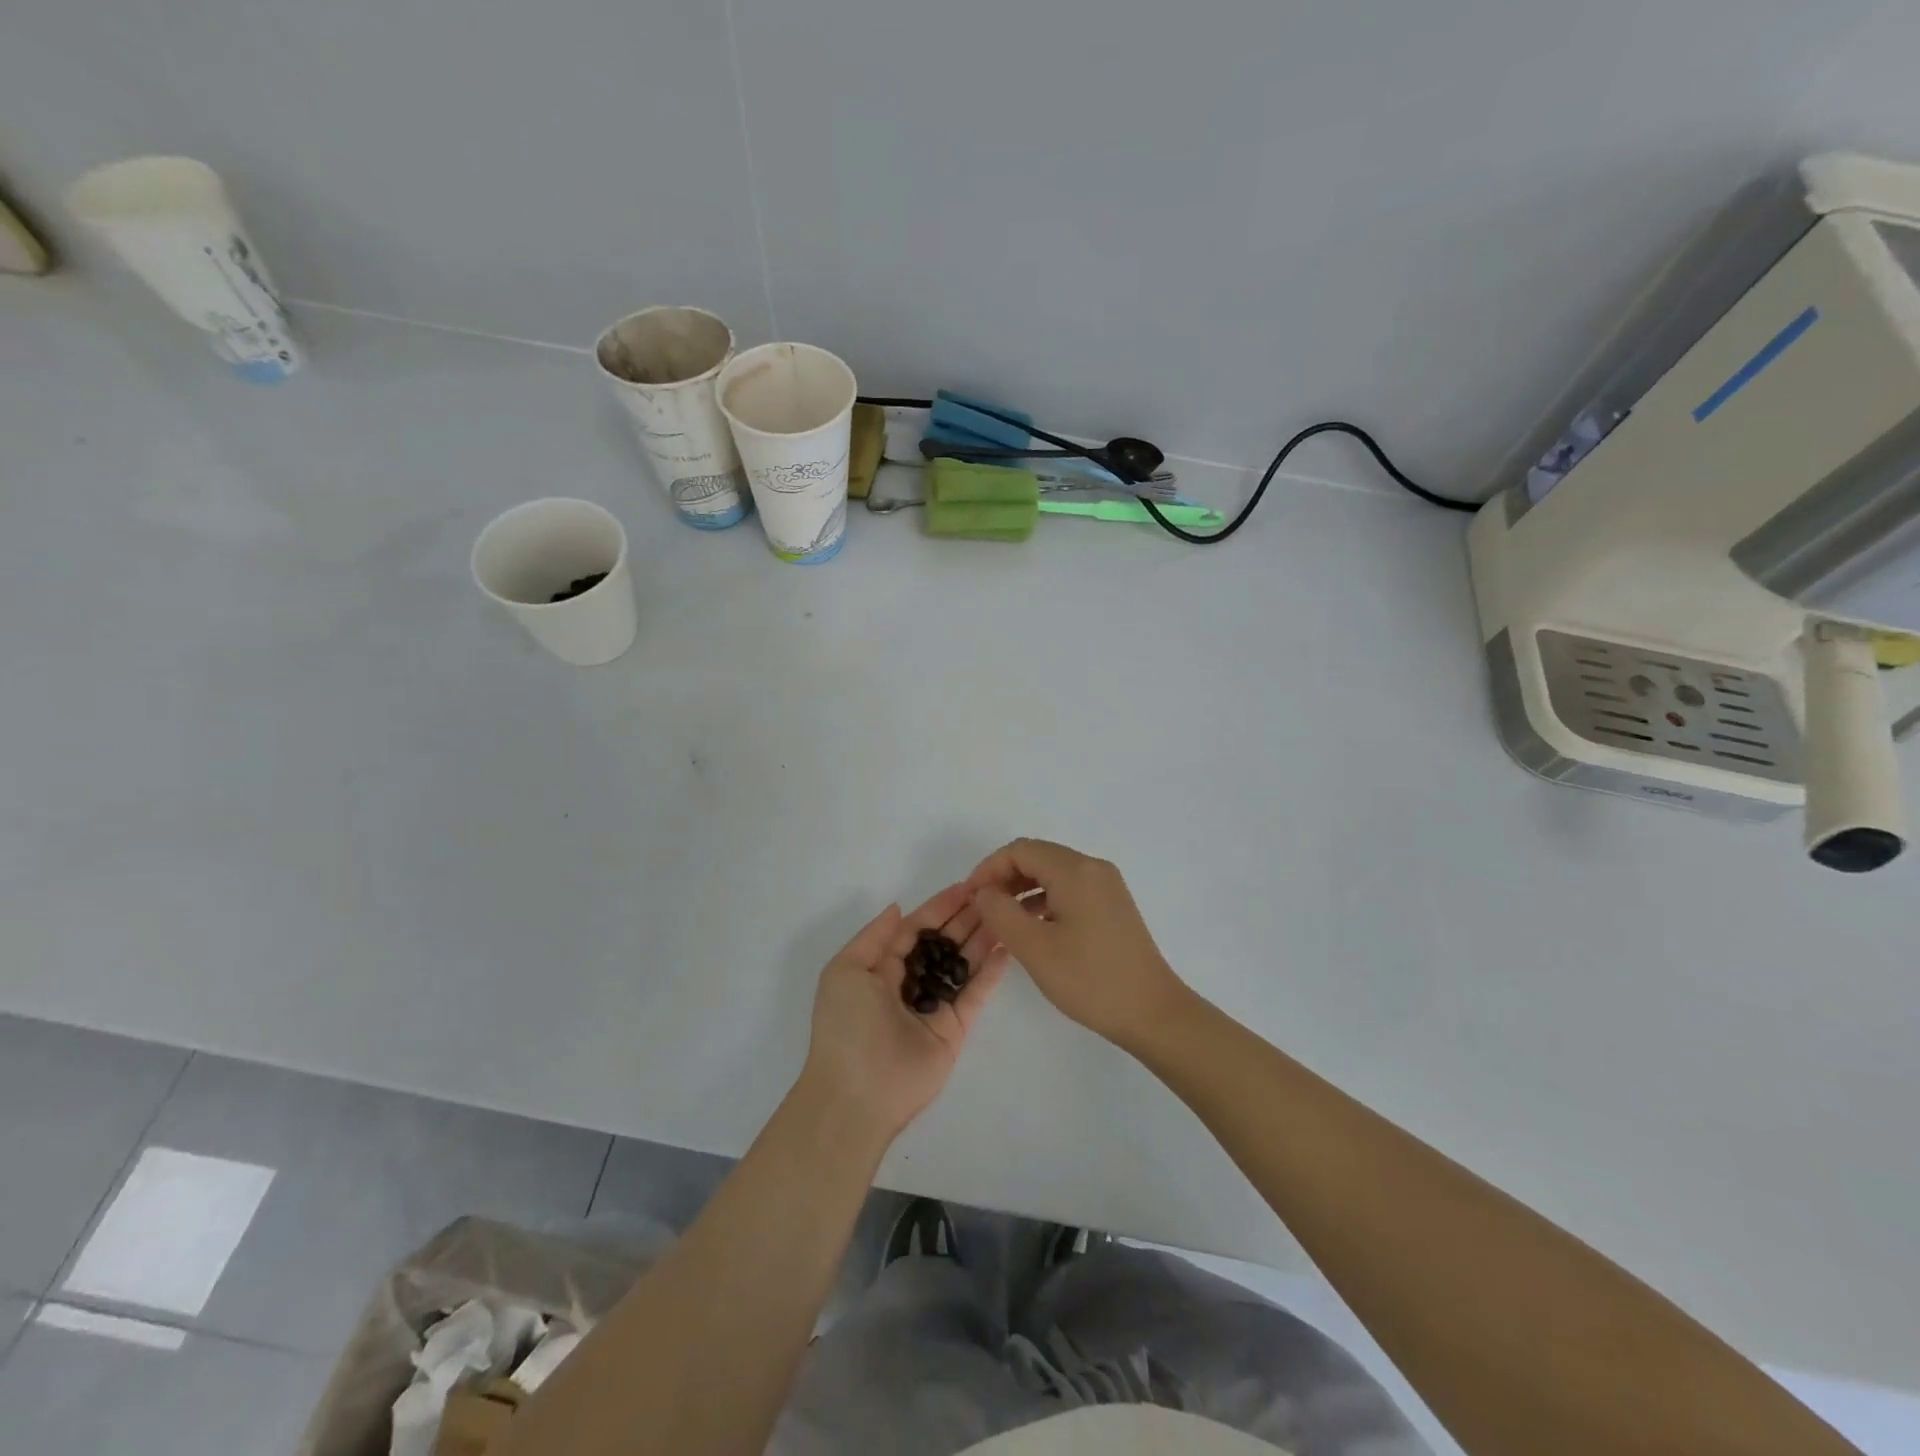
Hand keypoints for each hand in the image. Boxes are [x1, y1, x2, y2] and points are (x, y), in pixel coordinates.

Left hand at [800, 884, 1010, 1144]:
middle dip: (965, 918)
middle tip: (995, 895)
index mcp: (881, 968)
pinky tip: (1006, 947)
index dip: (939, 907)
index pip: (916, 929)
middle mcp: (909, 983)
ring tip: (1005, 913)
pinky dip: (990, 972)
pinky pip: (974, 994)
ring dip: (981, 938)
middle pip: (943, 943)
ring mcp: (934, 1006)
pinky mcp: (954, 1029)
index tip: (966, 886)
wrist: (856, 1095)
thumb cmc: (846, 1025)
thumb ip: (875, 936)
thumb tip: (898, 907)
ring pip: (962, 964)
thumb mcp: (845, 971)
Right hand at [967, 839, 1186, 1047]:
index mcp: (1075, 870)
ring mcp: (1106, 886)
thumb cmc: (1090, 979)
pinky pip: (1070, 889)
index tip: (970, 896)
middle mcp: (1093, 868)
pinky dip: (1044, 900)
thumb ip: (1000, 913)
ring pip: (1053, 873)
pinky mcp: (1112, 905)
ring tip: (1001, 920)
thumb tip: (984, 892)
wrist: (1152, 1012)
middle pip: (1038, 857)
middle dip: (1004, 877)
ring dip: (1023, 889)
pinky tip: (1032, 928)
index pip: (1020, 850)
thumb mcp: (1034, 948)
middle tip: (982, 908)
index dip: (989, 868)